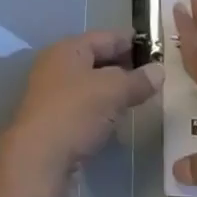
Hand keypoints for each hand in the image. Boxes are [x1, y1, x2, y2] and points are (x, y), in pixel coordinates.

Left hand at [2, 30, 161, 182]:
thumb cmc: (75, 112)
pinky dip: (101, 109)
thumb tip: (159, 70)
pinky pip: (83, 107)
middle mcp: (56, 66)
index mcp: (68, 49)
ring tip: (138, 97)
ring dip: (112, 90)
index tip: (155, 47)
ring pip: (90, 85)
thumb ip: (137, 80)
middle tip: (151, 74)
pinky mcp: (53, 121)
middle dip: (123, 66)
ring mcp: (52, 94)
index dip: (131, 41)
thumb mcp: (112, 91)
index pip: (105, 36)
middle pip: (96, 59)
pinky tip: (116, 120)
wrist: (37, 159)